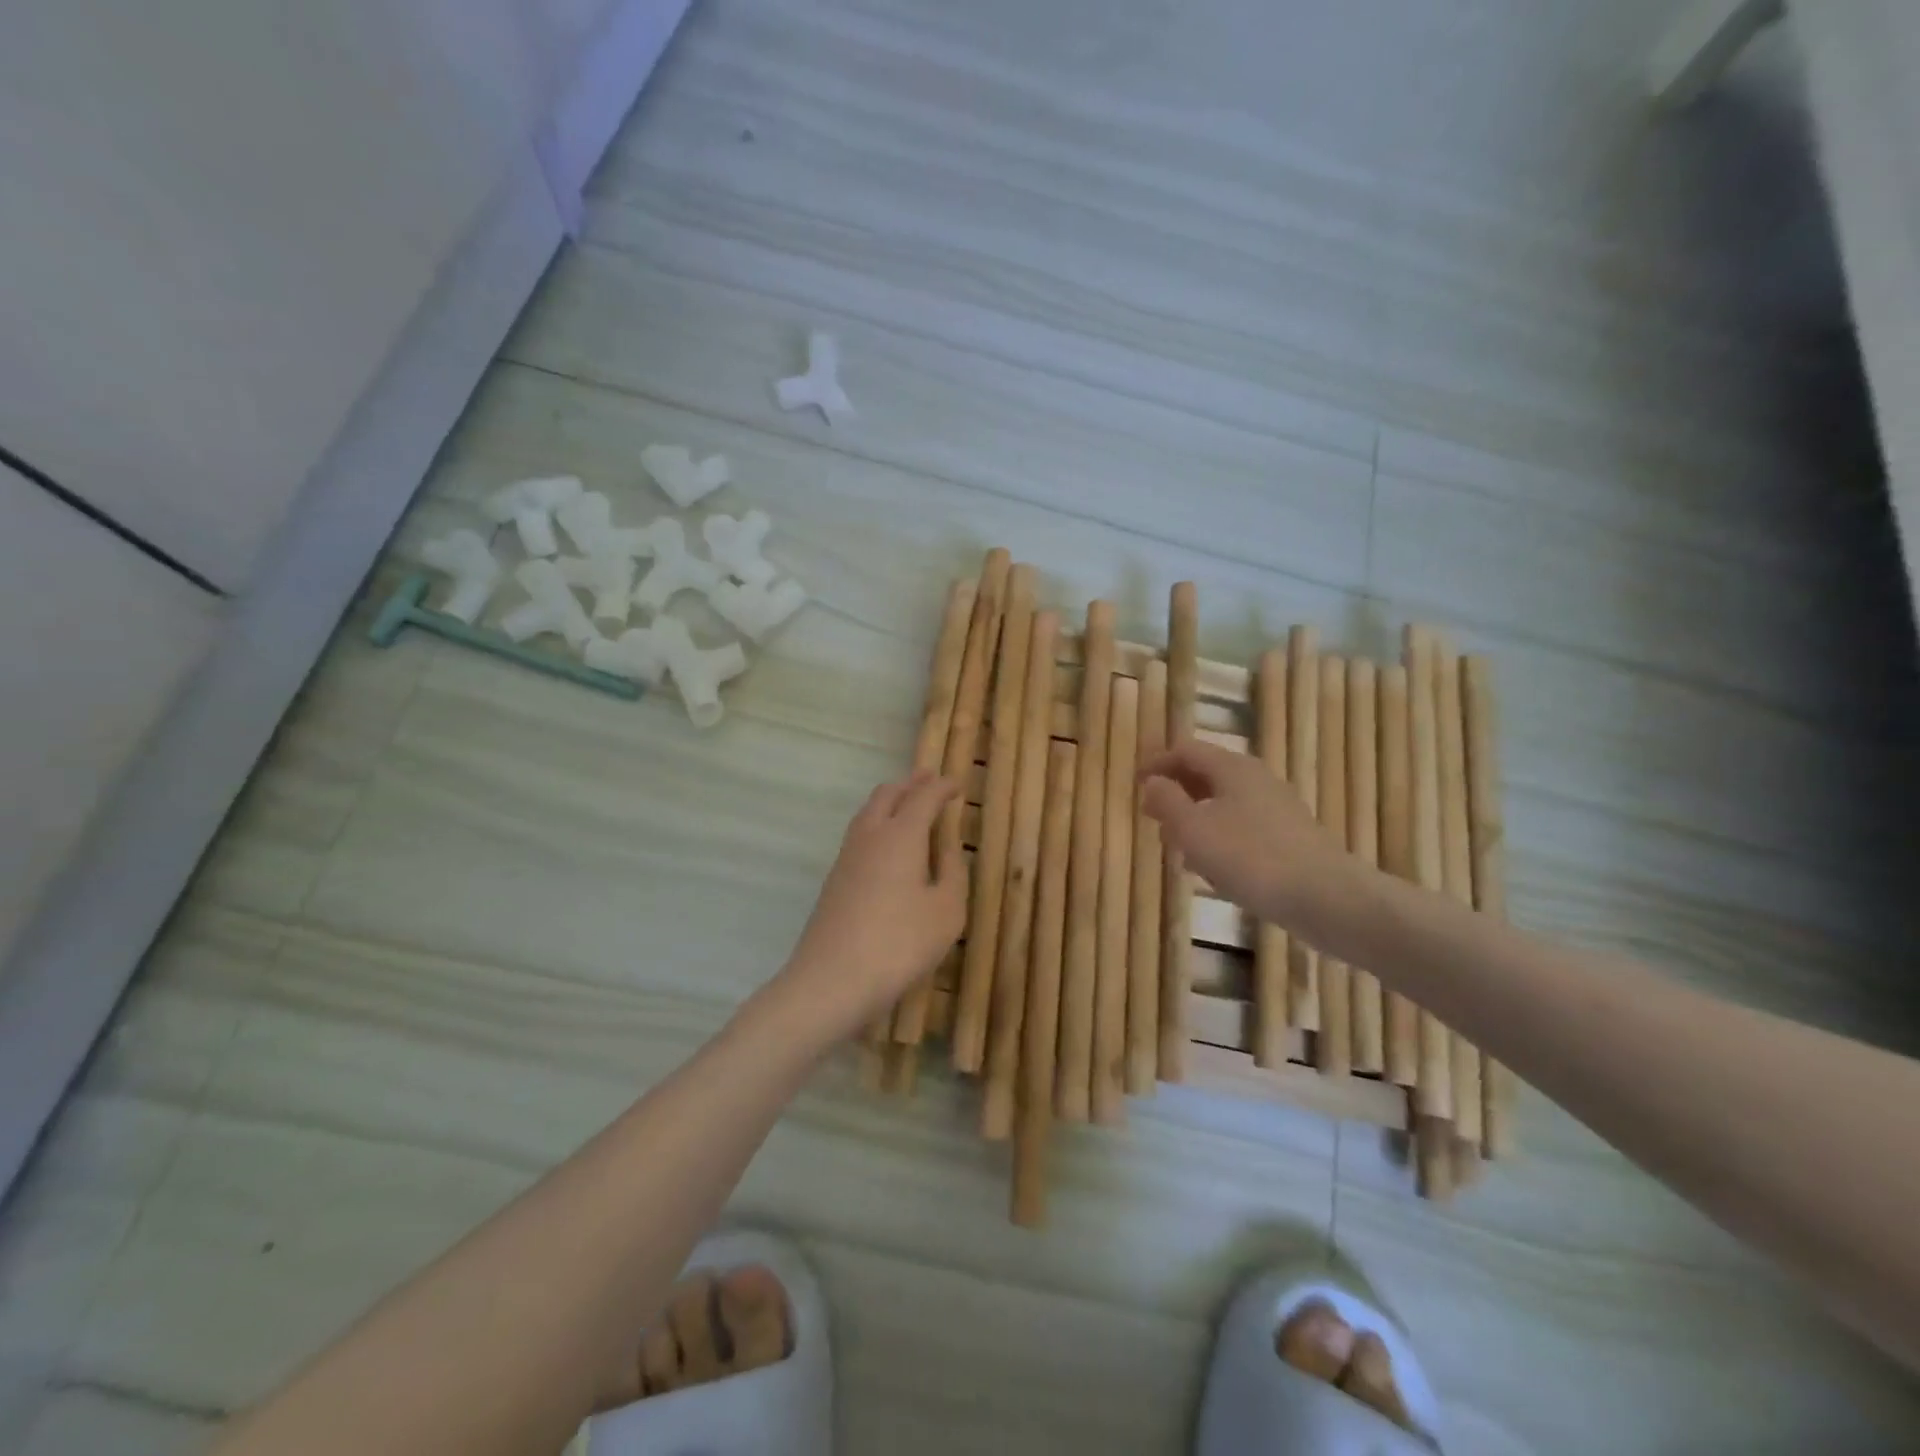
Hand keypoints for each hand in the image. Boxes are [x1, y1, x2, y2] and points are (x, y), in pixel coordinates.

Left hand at [779, 771, 967, 1036]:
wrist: (831, 980)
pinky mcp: (834, 879)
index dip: (942, 787)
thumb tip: (947, 845)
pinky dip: (878, 824)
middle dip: (911, 784)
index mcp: (901, 835)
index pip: (924, 796)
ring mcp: (846, 856)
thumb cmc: (900, 944)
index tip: (957, 786)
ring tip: (910, 805)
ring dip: (891, 801)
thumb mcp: (946, 911)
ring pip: (868, 812)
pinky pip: (860, 834)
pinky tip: (887, 845)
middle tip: (930, 780)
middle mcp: (870, 835)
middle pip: (888, 794)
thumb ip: (952, 871)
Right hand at [1139, 740, 1364, 934]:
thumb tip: (1153, 782)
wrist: (1326, 898)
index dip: (1157, 763)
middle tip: (1151, 816)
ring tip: (1175, 847)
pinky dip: (1218, 838)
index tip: (1135, 783)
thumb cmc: (1250, 857)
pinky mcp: (1288, 838)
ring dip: (1195, 819)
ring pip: (1224, 803)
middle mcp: (1256, 779)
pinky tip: (1211, 869)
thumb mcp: (1193, 829)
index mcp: (1232, 768)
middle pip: (1206, 774)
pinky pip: (1242, 827)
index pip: (1186, 750)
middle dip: (1175, 792)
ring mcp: (1276, 809)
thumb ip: (1167, 801)